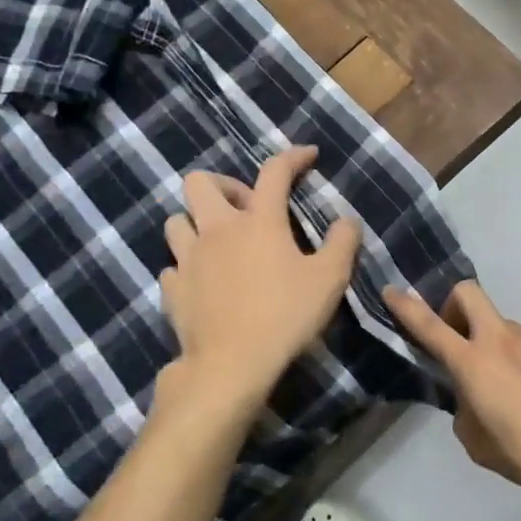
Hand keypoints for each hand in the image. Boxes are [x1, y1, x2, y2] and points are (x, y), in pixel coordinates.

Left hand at [160, 147, 360, 403]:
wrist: (231, 365)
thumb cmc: (286, 315)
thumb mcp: (330, 279)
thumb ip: (342, 243)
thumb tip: (347, 220)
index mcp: (259, 221)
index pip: (274, 172)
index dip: (293, 157)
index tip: (309, 155)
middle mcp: (217, 230)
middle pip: (200, 182)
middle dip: (224, 185)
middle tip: (247, 207)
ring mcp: (188, 259)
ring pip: (177, 221)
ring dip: (197, 222)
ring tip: (219, 242)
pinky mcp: (173, 289)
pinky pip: (173, 265)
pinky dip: (187, 266)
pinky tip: (203, 281)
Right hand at [383, 280, 520, 506]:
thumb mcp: (477, 442)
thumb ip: (464, 410)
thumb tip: (471, 397)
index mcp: (473, 363)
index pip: (430, 326)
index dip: (407, 307)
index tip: (393, 292)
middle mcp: (502, 340)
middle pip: (468, 294)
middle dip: (454, 305)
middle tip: (458, 336)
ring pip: (503, 326)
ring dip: (495, 344)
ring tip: (510, 386)